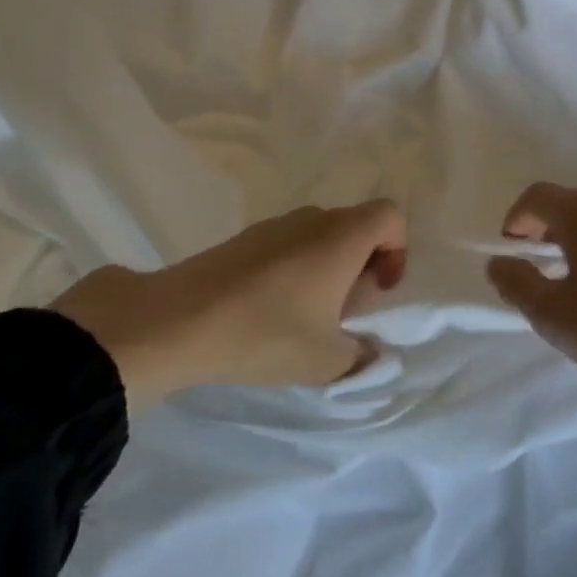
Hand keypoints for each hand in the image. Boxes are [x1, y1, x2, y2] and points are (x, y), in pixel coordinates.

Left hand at [50, 201, 406, 404]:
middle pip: (355, 226)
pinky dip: (295, 269)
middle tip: (344, 311)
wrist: (178, 321)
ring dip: (327, 268)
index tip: (378, 290)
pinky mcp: (243, 239)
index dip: (397, 249)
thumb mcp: (326, 360)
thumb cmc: (266, 332)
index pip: (390, 215)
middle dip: (362, 265)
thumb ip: (361, 357)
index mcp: (341, 236)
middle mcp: (312, 219)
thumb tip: (369, 352)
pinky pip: (287, 244)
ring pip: (319, 236)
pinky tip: (269, 311)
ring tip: (305, 316)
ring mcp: (274, 225)